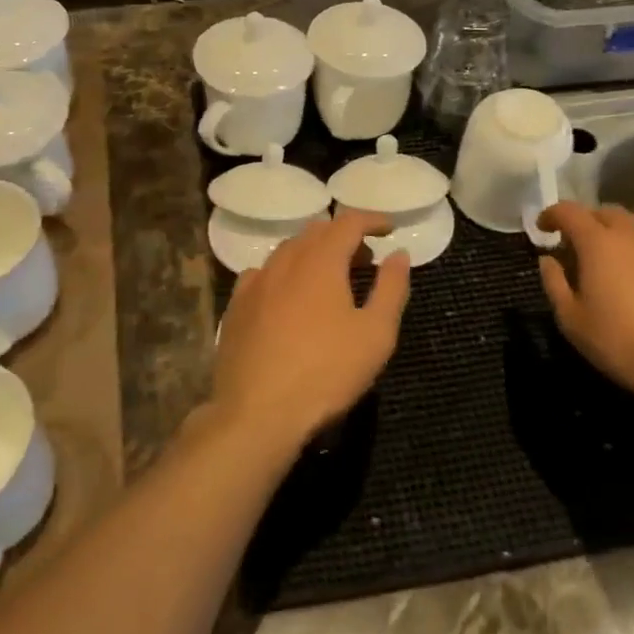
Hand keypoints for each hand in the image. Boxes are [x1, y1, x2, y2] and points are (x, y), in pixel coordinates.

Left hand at [210, 210, 410, 457]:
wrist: (257, 413)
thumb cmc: (326, 372)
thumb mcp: (376, 334)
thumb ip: (391, 288)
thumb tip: (398, 254)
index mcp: (320, 260)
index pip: (348, 222)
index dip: (372, 220)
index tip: (389, 229)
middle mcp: (285, 261)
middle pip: (316, 232)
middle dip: (344, 237)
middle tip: (364, 259)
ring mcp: (255, 282)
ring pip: (287, 251)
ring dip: (313, 253)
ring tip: (330, 278)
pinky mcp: (235, 306)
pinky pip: (263, 274)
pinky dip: (284, 274)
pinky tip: (288, 296)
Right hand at [536, 203, 633, 420]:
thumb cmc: (622, 343)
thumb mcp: (572, 320)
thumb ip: (554, 283)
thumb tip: (548, 259)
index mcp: (597, 242)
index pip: (568, 211)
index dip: (551, 215)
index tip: (544, 228)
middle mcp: (632, 231)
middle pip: (605, 212)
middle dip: (588, 222)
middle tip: (581, 246)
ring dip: (622, 232)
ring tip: (621, 256)